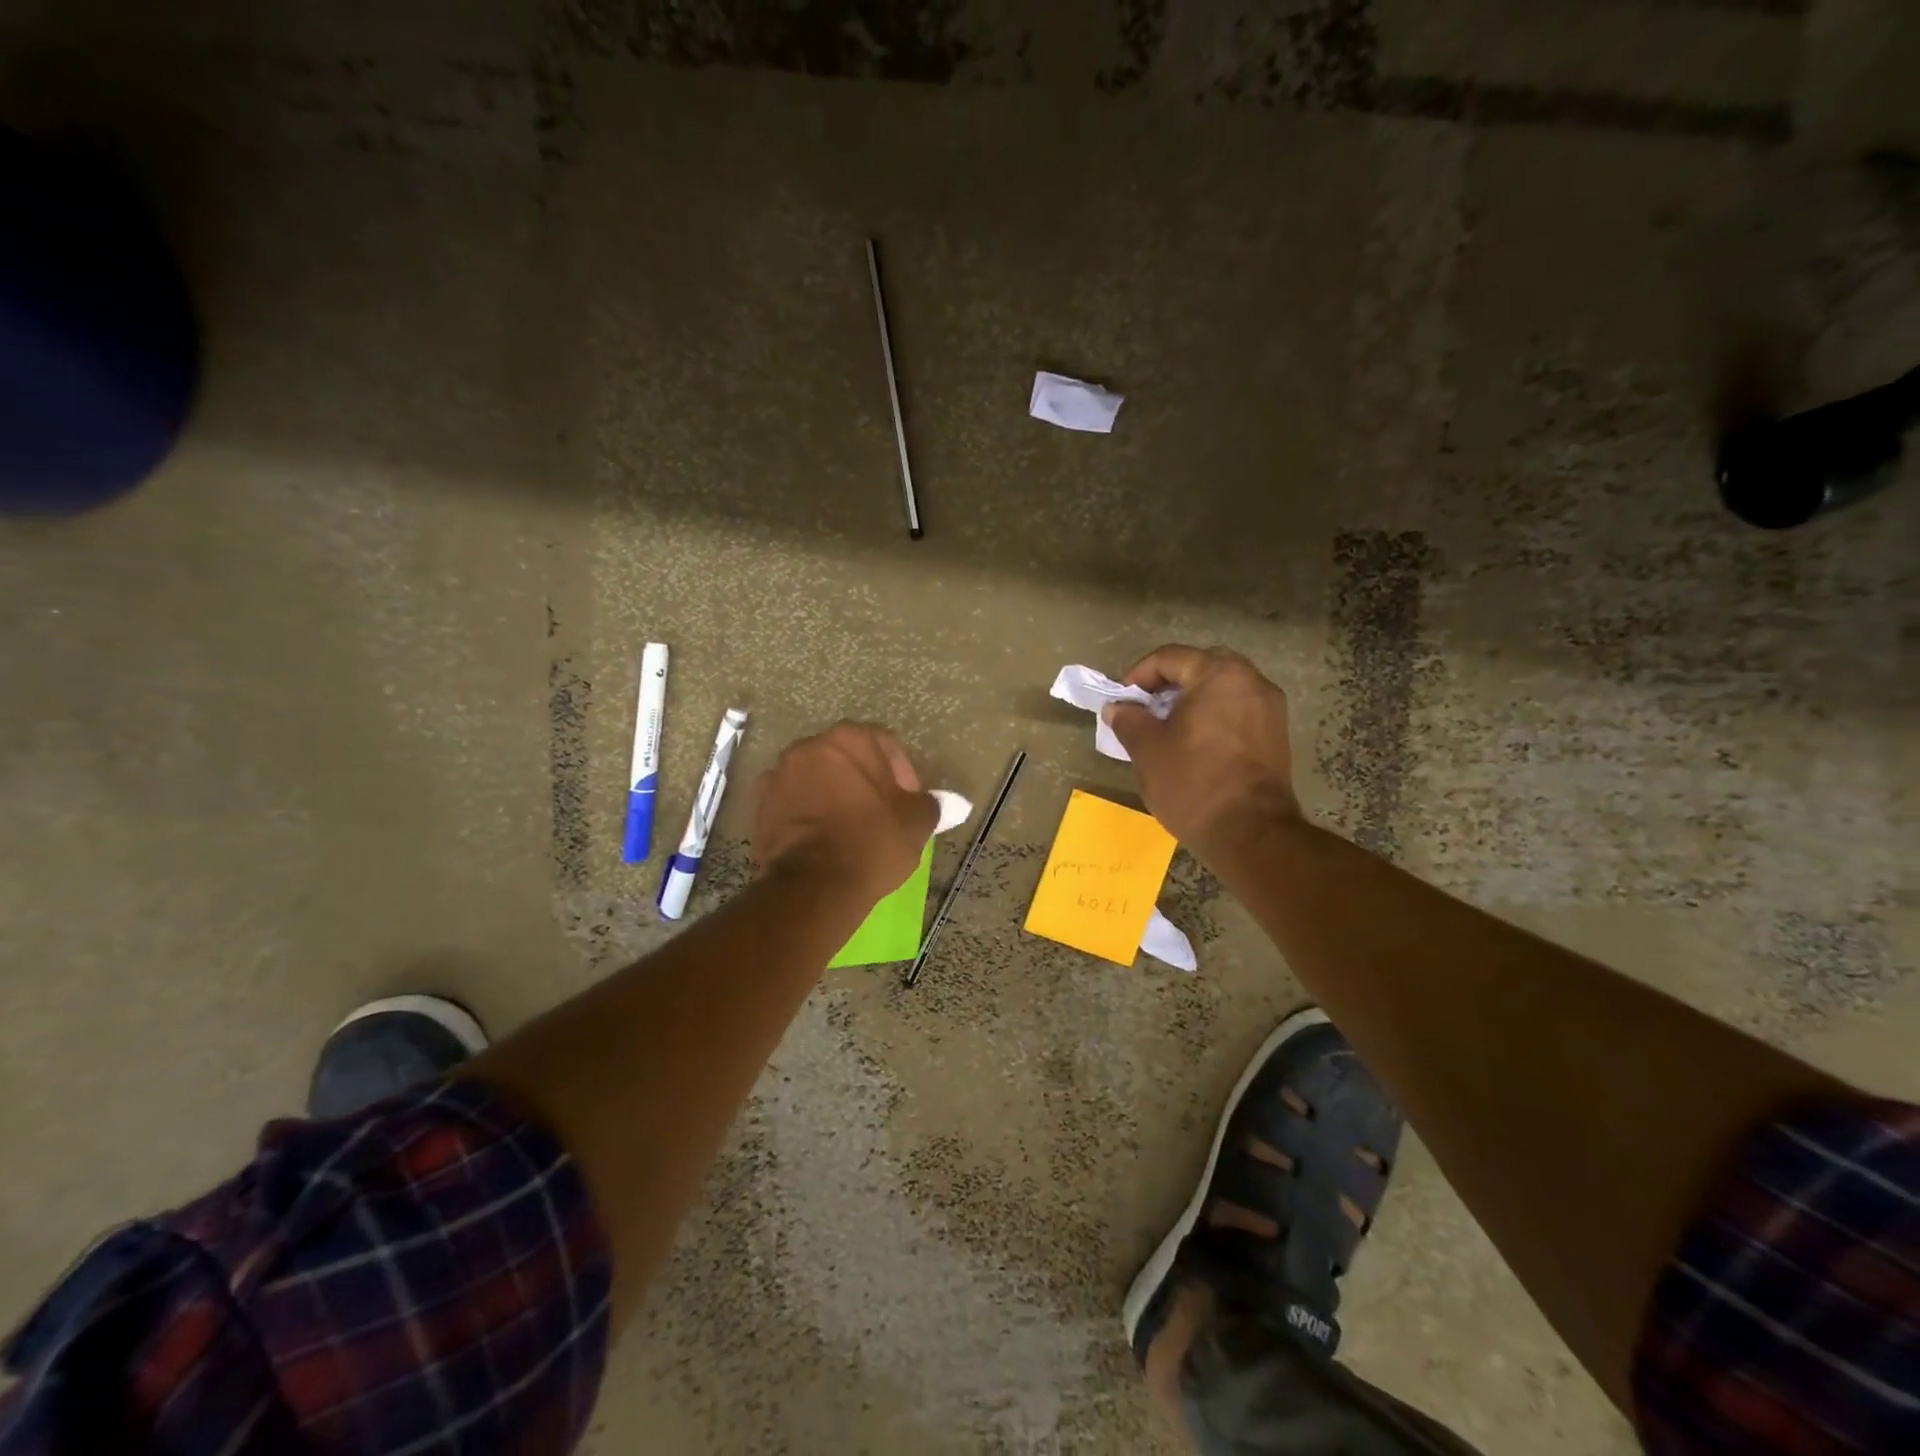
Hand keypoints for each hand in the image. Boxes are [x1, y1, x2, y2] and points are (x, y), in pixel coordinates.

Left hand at [752, 722, 939, 904]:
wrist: (812, 886)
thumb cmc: (872, 843)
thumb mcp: (916, 822)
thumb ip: (930, 804)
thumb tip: (940, 802)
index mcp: (849, 739)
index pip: (885, 744)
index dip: (902, 773)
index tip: (908, 803)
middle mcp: (809, 746)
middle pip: (847, 758)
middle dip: (865, 781)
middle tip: (881, 814)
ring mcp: (778, 775)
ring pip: (817, 779)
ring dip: (833, 795)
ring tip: (848, 830)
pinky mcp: (759, 806)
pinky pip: (793, 802)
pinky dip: (807, 814)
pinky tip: (822, 841)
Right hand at [1103, 645, 1300, 850]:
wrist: (1251, 833)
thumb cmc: (1193, 782)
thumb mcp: (1147, 749)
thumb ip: (1129, 720)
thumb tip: (1117, 708)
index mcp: (1219, 674)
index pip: (1170, 657)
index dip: (1138, 675)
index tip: (1121, 701)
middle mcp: (1252, 681)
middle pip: (1200, 666)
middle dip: (1168, 683)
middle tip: (1145, 709)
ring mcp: (1270, 708)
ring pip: (1222, 689)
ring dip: (1192, 700)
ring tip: (1167, 728)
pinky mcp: (1276, 735)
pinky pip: (1238, 710)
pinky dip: (1213, 716)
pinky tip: (1194, 743)